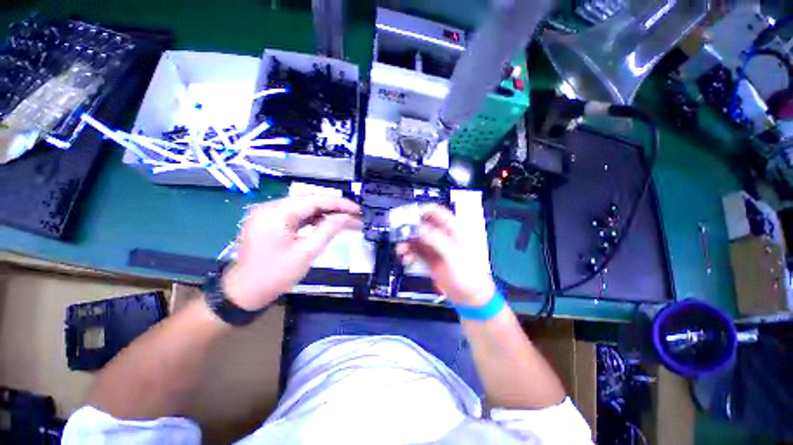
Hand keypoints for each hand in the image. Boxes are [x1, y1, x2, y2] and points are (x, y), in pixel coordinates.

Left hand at [222, 196, 360, 309]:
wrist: (244, 293)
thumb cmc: (275, 275)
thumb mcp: (307, 252)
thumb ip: (328, 230)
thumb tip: (346, 217)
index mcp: (277, 212)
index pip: (315, 200)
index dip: (339, 204)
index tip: (358, 209)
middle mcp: (271, 207)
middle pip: (310, 201)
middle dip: (334, 208)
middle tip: (355, 215)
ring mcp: (269, 214)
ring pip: (305, 208)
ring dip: (326, 213)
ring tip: (346, 219)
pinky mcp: (270, 222)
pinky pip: (297, 216)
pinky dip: (314, 219)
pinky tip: (328, 223)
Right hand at [396, 205, 495, 305]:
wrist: (470, 297)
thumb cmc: (469, 274)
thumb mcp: (453, 255)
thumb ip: (435, 240)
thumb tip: (418, 228)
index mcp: (453, 229)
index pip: (434, 212)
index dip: (419, 211)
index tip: (406, 217)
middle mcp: (442, 235)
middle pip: (421, 225)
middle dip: (408, 229)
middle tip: (398, 234)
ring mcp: (435, 247)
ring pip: (416, 238)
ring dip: (406, 242)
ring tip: (400, 250)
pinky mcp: (429, 258)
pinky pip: (415, 251)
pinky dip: (409, 253)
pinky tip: (406, 259)